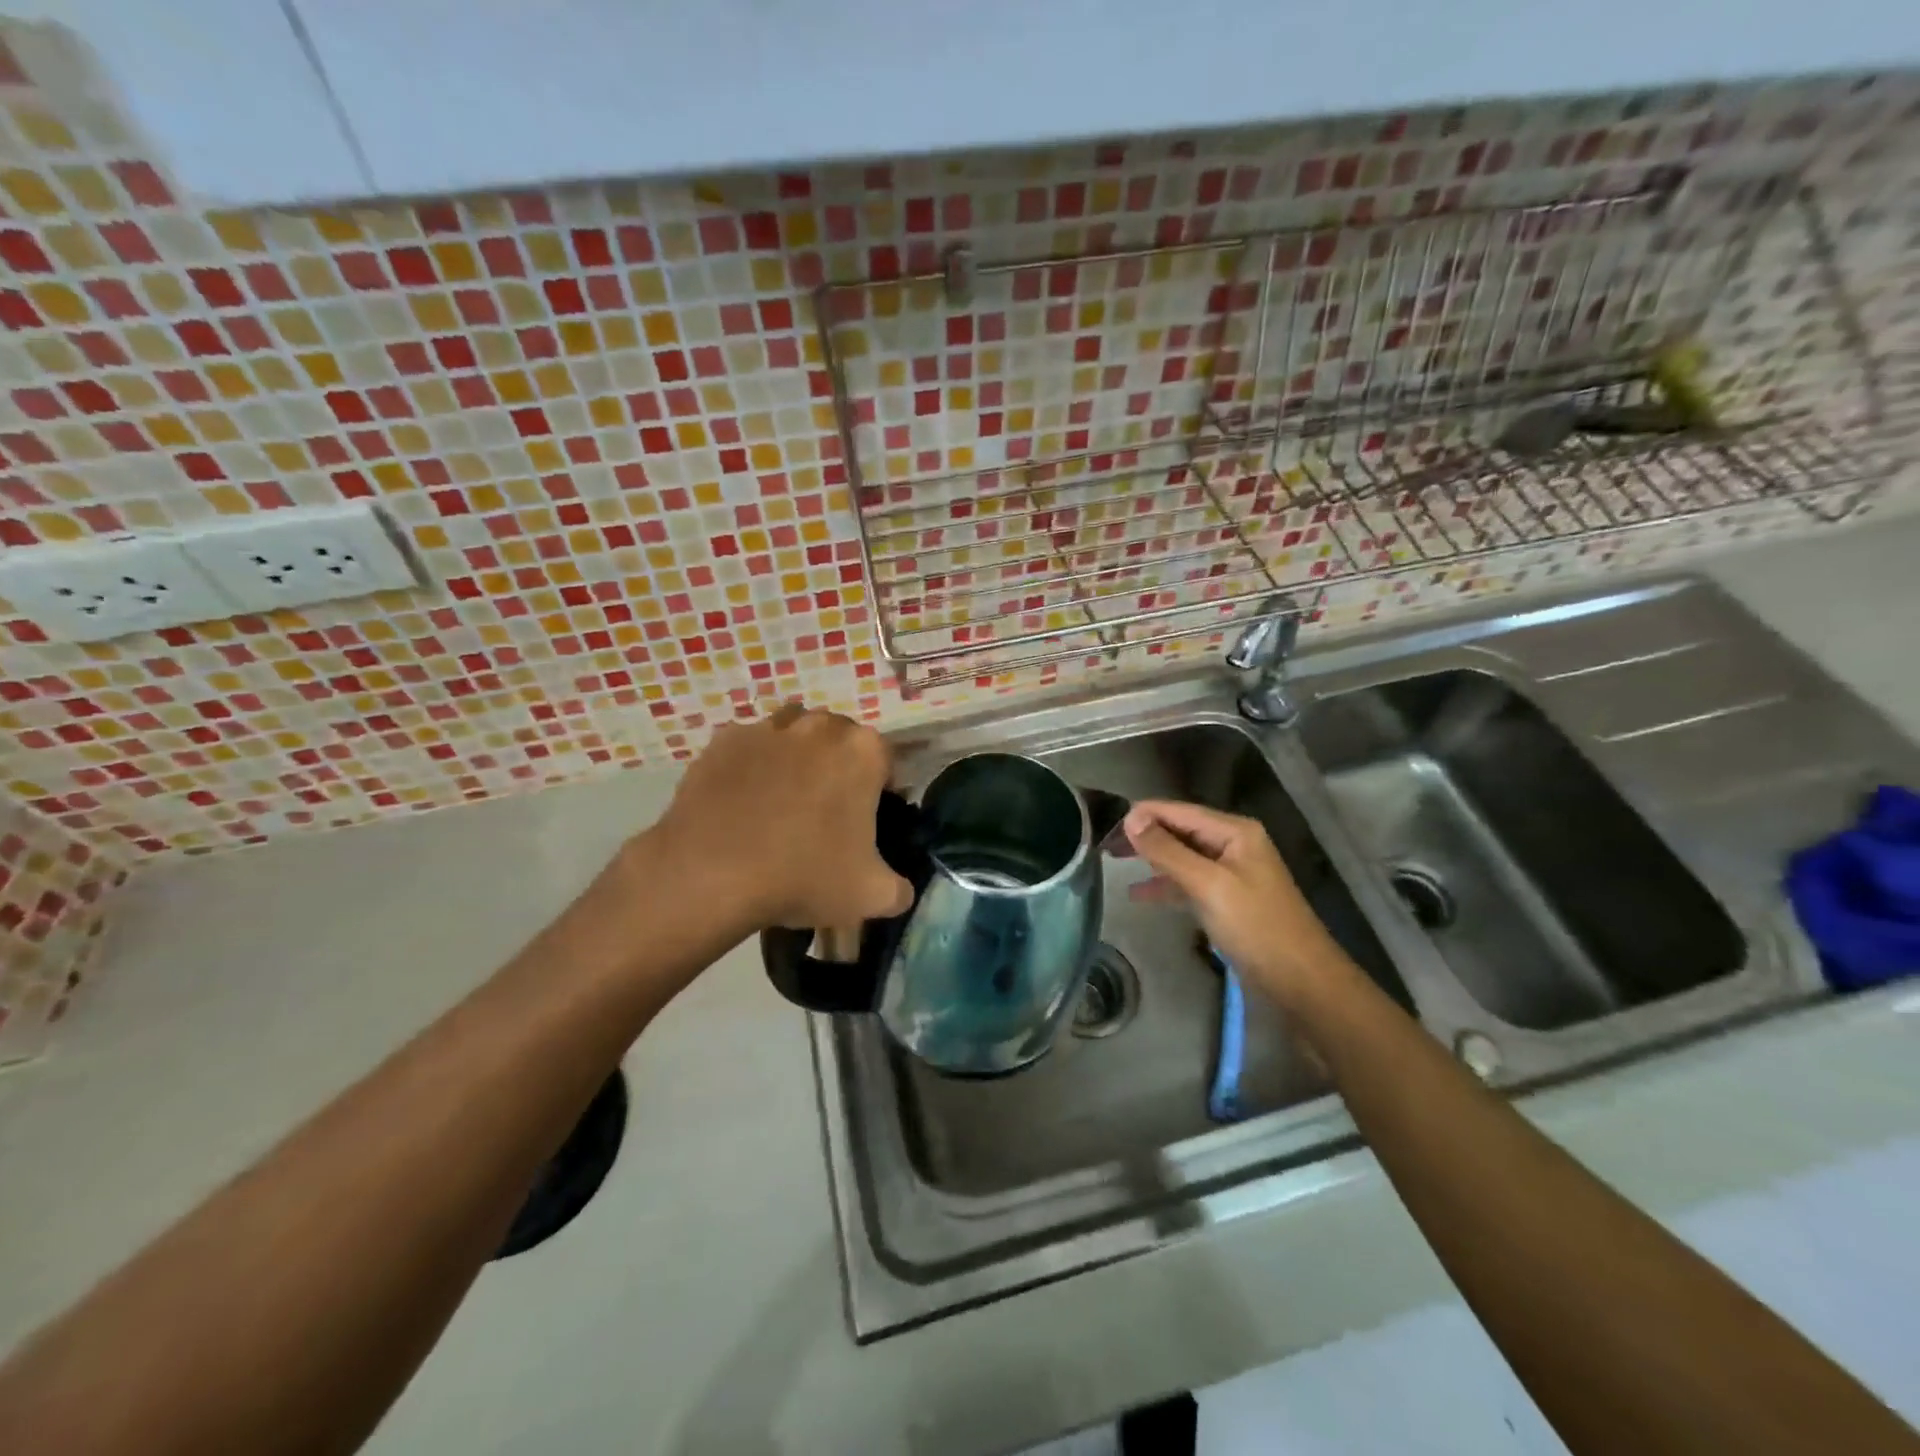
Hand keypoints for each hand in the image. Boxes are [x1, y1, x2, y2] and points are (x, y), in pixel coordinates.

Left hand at [648, 703, 913, 932]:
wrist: (711, 875)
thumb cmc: (803, 877)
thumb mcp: (872, 896)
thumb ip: (900, 888)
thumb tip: (900, 888)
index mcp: (863, 751)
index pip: (885, 761)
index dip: (879, 791)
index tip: (865, 821)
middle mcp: (819, 726)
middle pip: (838, 741)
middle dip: (836, 768)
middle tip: (824, 814)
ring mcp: (767, 728)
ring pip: (793, 736)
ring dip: (795, 759)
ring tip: (782, 804)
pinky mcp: (724, 740)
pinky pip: (749, 748)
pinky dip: (751, 767)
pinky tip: (743, 804)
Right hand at [1124, 800, 1355, 1011]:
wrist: (1302, 981)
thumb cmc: (1256, 927)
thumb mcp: (1207, 884)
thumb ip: (1168, 851)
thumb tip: (1131, 819)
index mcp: (1234, 832)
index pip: (1179, 810)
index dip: (1142, 814)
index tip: (1104, 824)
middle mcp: (1233, 844)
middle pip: (1180, 830)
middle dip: (1144, 835)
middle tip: (1103, 844)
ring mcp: (1230, 872)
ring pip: (1182, 856)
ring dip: (1151, 858)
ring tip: (1113, 862)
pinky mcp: (1227, 899)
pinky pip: (1189, 882)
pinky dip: (1165, 885)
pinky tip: (1138, 894)